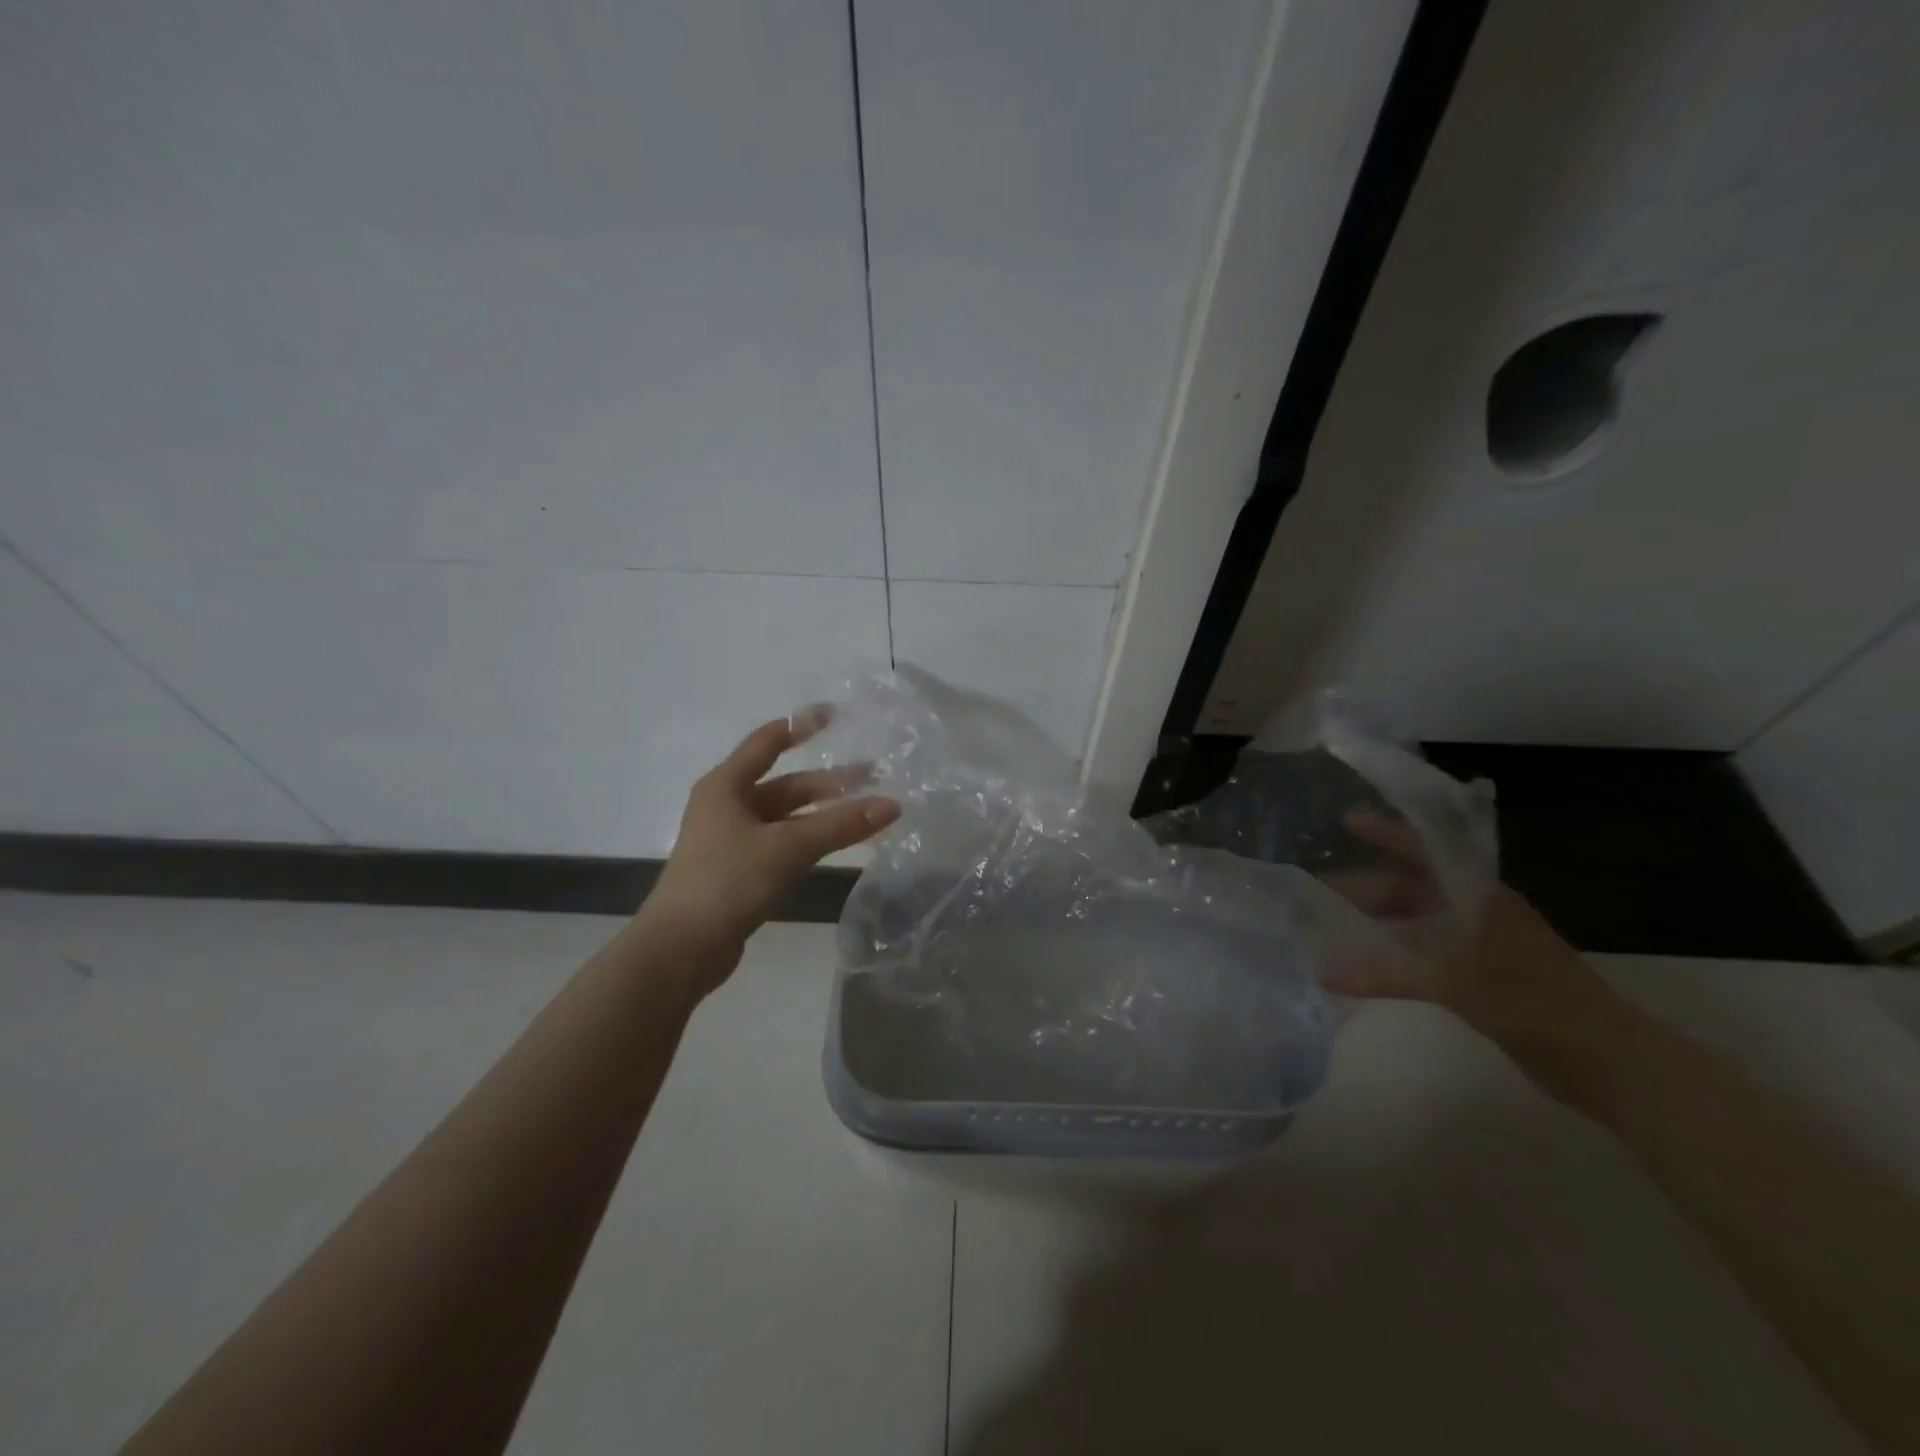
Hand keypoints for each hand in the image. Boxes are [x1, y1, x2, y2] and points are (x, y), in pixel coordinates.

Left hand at [642, 715, 899, 993]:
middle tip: (872, 777)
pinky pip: (782, 843)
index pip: (767, 741)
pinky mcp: (739, 871)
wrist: (681, 949)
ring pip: (786, 817)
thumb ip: (840, 825)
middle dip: (828, 782)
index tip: (837, 715)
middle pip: (784, 784)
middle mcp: (726, 806)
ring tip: (865, 812)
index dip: (802, 725)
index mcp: (726, 786)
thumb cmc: (728, 881)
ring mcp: (731, 840)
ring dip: (822, 813)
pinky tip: (837, 845)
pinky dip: (810, 840)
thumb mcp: (788, 847)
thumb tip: (893, 805)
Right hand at [1325, 809, 1639, 1095]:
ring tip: (1336, 920)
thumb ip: (1386, 974)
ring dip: (1381, 918)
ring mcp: (1484, 945)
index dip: (1387, 834)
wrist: (1607, 1062)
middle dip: (1369, 884)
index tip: (1347, 821)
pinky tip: (1369, 961)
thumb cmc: (1532, 1003)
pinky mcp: (1484, 977)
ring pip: (1420, 919)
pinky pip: (1427, 950)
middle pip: (1416, 886)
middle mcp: (1480, 911)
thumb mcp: (1455, 982)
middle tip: (1321, 887)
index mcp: (1481, 896)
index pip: (1426, 850)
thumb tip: (1323, 973)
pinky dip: (1397, 951)